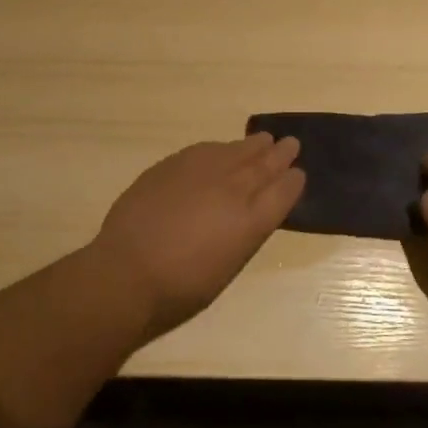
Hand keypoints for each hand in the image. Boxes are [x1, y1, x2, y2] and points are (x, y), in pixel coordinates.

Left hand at [91, 133, 304, 340]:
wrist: (129, 270)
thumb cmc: (181, 287)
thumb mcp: (227, 266)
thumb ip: (241, 234)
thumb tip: (246, 216)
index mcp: (252, 222)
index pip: (283, 193)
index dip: (293, 182)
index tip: (298, 174)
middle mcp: (234, 190)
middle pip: (264, 165)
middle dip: (280, 154)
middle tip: (291, 144)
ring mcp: (203, 172)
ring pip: (236, 151)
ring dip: (253, 145)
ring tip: (264, 140)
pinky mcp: (174, 165)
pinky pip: (206, 150)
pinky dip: (220, 148)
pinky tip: (221, 148)